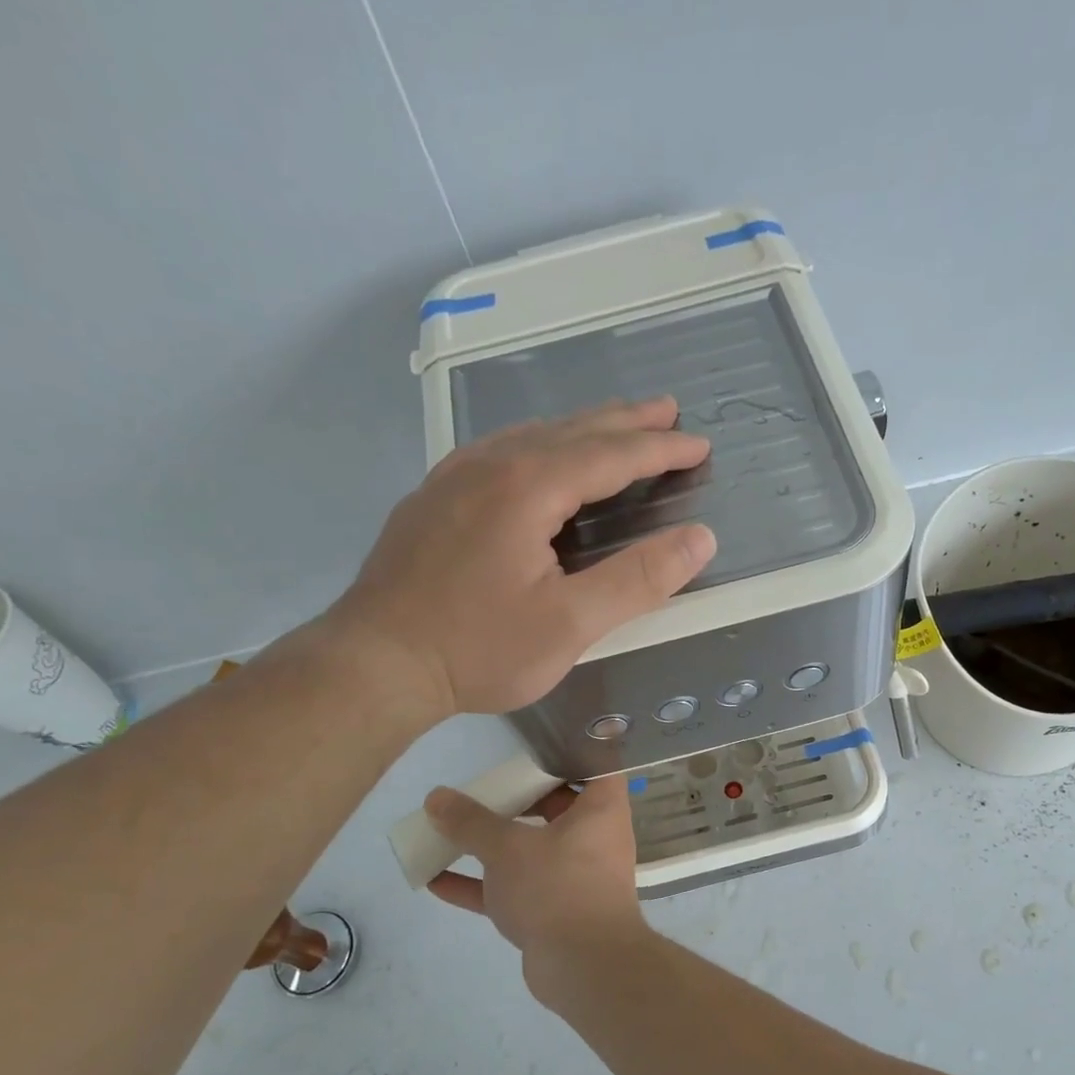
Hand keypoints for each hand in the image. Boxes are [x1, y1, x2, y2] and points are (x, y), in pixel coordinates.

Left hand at [328, 398, 714, 720]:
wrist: (375, 663)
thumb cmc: (478, 648)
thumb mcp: (570, 624)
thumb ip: (638, 579)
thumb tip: (700, 537)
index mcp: (528, 486)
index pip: (610, 455)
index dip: (660, 449)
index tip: (699, 444)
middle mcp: (490, 465)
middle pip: (572, 431)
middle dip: (626, 422)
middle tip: (668, 412)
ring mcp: (454, 477)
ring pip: (532, 435)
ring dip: (582, 428)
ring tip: (615, 427)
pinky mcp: (433, 497)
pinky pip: (500, 450)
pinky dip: (541, 443)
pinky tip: (541, 455)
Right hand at [423, 777, 646, 1000]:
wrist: (584, 968)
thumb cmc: (557, 886)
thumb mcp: (508, 847)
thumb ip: (471, 822)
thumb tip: (437, 797)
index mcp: (601, 812)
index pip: (598, 769)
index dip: (573, 755)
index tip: (538, 750)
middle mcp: (594, 840)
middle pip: (557, 808)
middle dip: (518, 801)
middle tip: (484, 789)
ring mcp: (574, 878)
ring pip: (530, 851)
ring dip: (490, 844)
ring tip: (449, 830)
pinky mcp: (554, 913)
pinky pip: (514, 889)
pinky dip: (481, 885)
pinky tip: (434, 880)